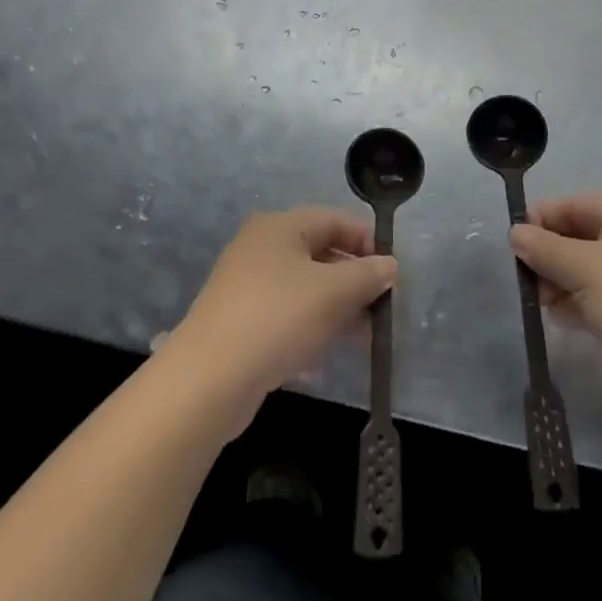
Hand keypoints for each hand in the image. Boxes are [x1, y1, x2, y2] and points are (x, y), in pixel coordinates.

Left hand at [172, 207, 395, 420]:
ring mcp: (247, 285)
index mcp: (280, 227)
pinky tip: (327, 350)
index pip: (335, 220)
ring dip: (337, 305)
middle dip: (354, 278)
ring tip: (364, 333)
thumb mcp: (334, 292)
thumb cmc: (278, 318)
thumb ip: (368, 275)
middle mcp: (260, 247)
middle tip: (381, 306)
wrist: (208, 380)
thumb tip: (390, 266)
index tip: (392, 273)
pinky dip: (311, 325)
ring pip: (305, 286)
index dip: (368, 242)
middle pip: (320, 253)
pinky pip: (287, 313)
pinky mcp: (240, 321)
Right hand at [511, 192, 601, 418]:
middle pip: (577, 236)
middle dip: (548, 256)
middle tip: (525, 280)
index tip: (511, 247)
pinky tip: (561, 319)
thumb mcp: (584, 267)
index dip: (540, 221)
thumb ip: (544, 247)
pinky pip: (595, 298)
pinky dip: (576, 304)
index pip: (573, 205)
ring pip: (584, 270)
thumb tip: (514, 233)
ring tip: (542, 302)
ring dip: (559, 282)